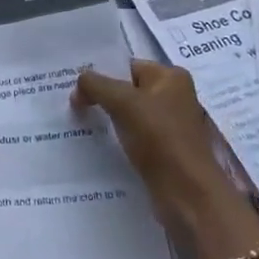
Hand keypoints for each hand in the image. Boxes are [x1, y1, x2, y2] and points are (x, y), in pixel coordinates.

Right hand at [71, 60, 244, 235]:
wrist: (187, 192)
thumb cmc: (159, 137)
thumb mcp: (122, 102)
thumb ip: (96, 85)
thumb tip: (78, 84)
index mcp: (171, 77)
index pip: (127, 66)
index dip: (100, 74)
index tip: (73, 86)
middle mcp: (174, 97)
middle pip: (127, 89)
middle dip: (101, 96)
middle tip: (71, 104)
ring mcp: (169, 125)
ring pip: (128, 114)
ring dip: (106, 119)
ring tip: (78, 122)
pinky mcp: (164, 150)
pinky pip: (132, 136)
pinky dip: (116, 138)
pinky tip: (95, 143)